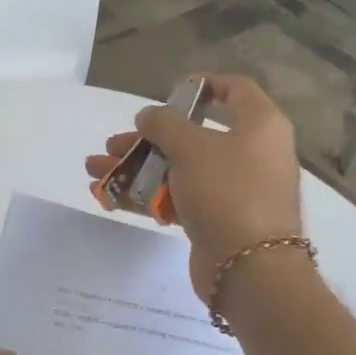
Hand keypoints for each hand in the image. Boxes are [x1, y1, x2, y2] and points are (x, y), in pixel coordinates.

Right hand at [86, 74, 302, 302]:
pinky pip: (179, 198)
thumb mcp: (191, 147)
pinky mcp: (218, 219)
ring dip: (137, 168)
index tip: (171, 90)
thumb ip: (164, 124)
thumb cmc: (227, 191)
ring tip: (95, 170)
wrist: (250, 269)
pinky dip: (147, 195)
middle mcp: (252, 153)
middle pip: (194, 135)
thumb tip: (149, 116)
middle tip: (113, 143)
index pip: (237, 90)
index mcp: (260, 125)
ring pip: (180, 169)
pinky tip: (109, 196)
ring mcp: (235, 189)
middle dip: (148, 138)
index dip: (204, 85)